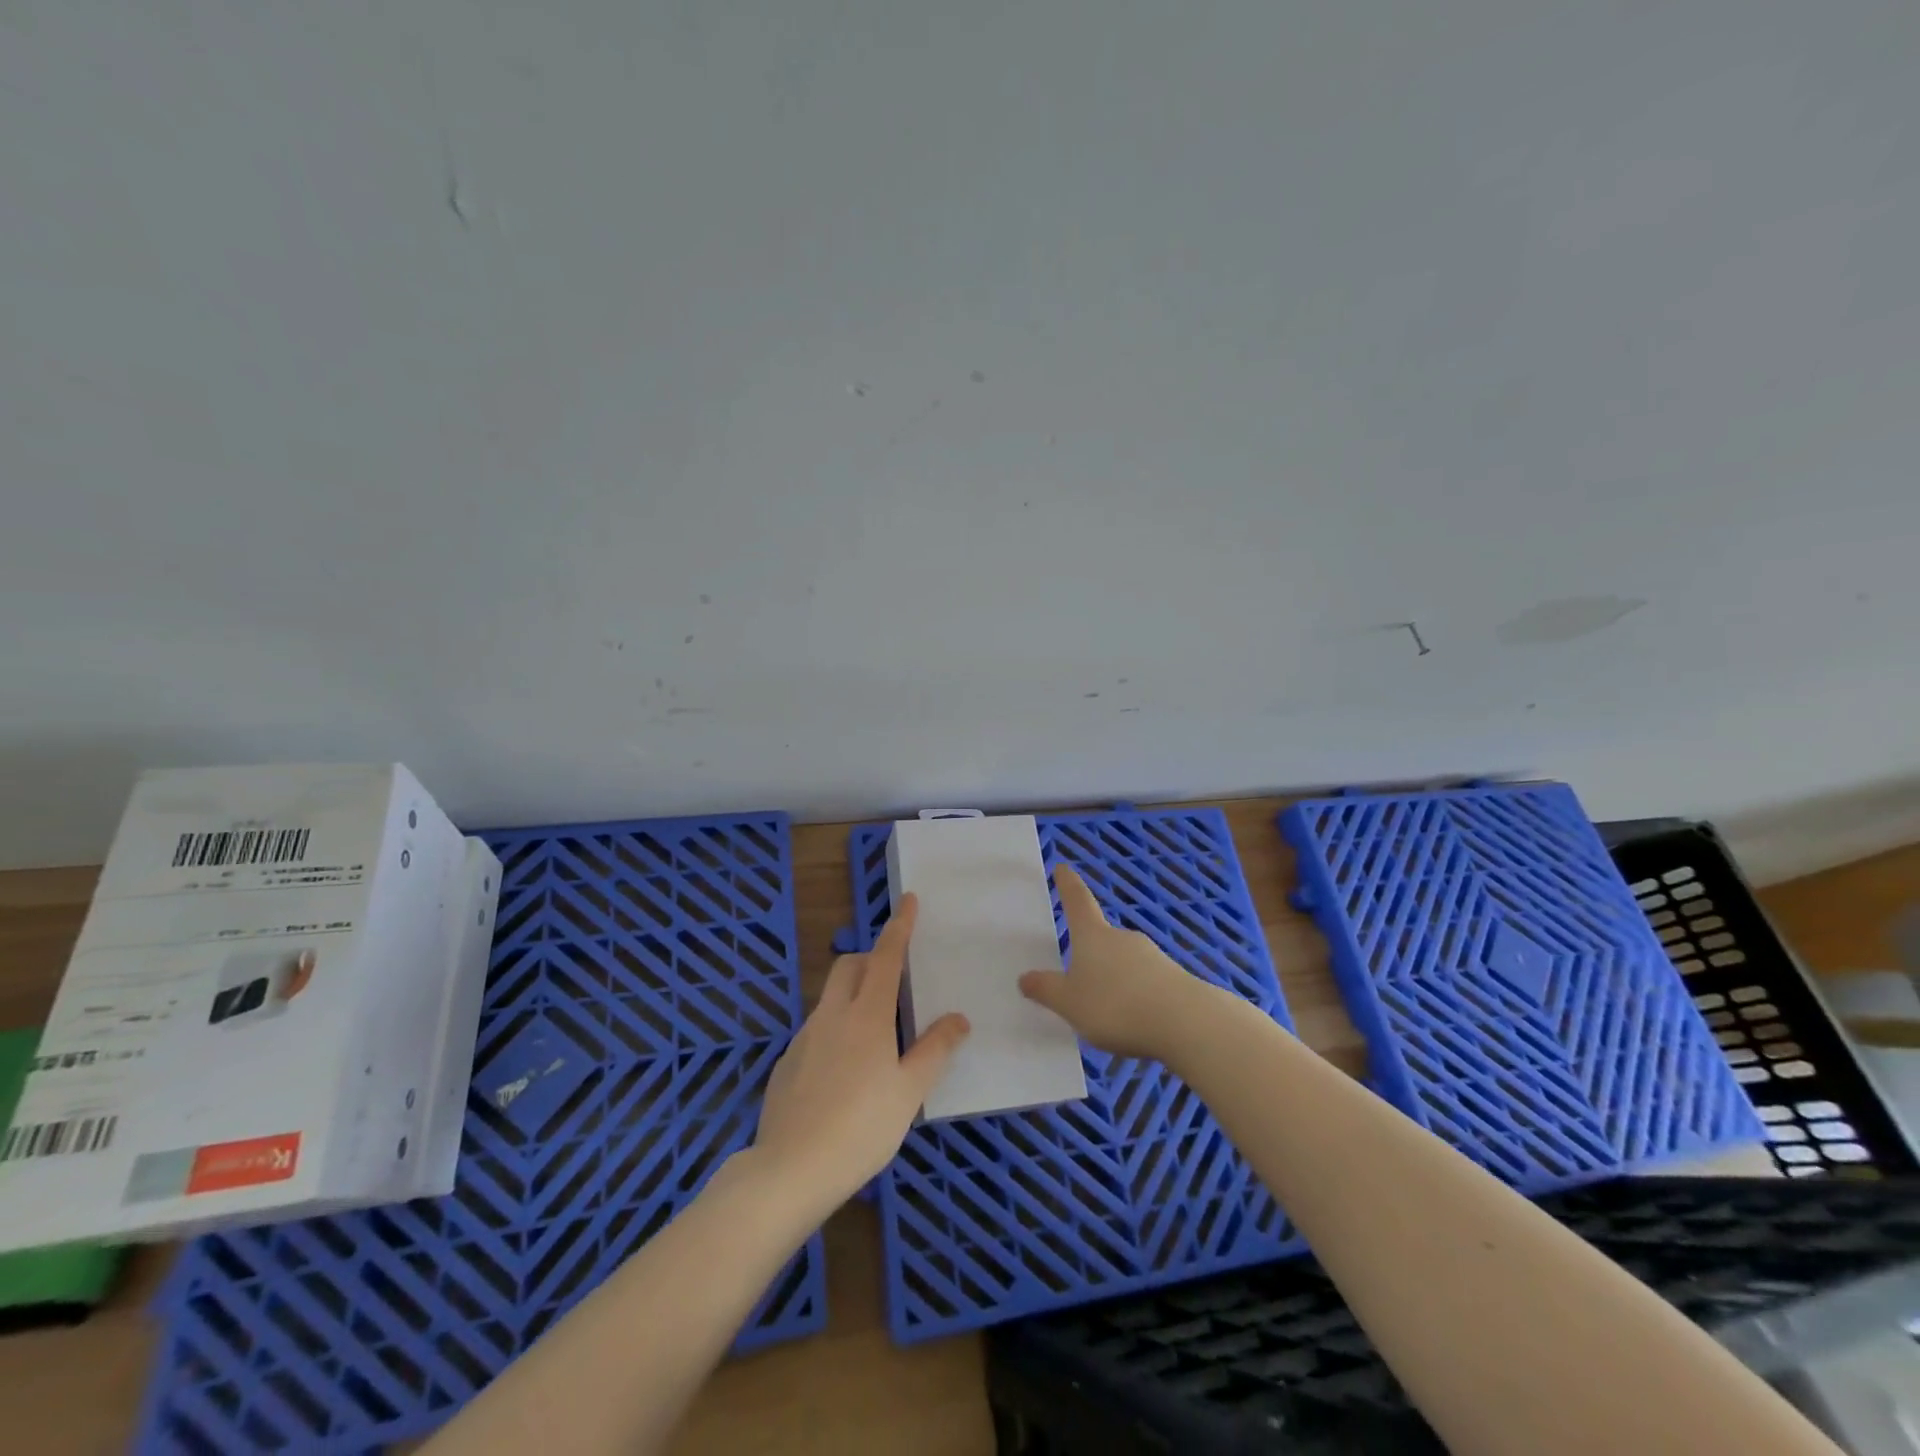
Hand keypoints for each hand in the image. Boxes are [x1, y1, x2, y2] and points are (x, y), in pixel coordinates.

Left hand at [752, 894, 968, 1211]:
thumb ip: (934, 1050)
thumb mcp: (909, 1091)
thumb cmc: (861, 1127)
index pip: (886, 957)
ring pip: (831, 998)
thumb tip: (958, 1018)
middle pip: (850, 967)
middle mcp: (832, 1015)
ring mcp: (804, 1038)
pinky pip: (817, 1029)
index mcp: (867, 1015)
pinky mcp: (787, 1062)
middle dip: (872, 959)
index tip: (908, 900)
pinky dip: (836, 1030)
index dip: (899, 927)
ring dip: (854, 996)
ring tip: (876, 1037)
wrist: (789, 1170)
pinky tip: (845, 1073)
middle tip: (895, 983)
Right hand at [1019, 864, 1206, 1058]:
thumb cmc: (1116, 1006)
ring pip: (1125, 962)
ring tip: (1105, 1011)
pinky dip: (1136, 996)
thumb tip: (1025, 977)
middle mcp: (1122, 938)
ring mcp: (1152, 956)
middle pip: (1101, 937)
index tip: (1062, 866)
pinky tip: (1134, 1021)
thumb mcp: (1070, 1004)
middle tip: (1078, 977)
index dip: (1068, 884)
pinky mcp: (1174, 979)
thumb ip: (1047, 991)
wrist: (1186, 1023)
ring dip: (1114, 979)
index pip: (1077, 902)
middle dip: (1091, 952)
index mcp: (1093, 936)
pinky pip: (1146, 984)